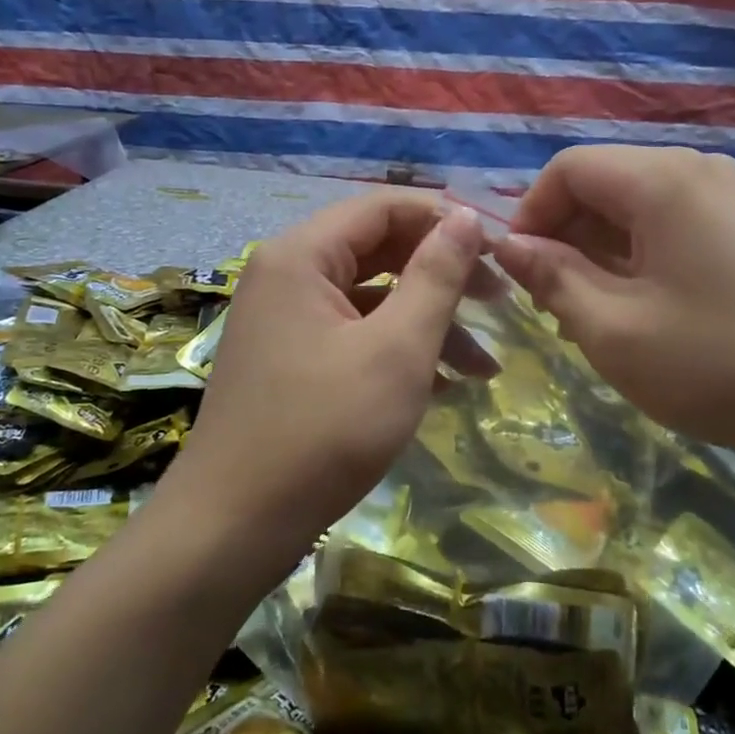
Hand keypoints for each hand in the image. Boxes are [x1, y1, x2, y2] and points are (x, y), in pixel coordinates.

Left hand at [176, 191, 487, 561]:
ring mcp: (286, 321)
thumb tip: (465, 217)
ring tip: (483, 367)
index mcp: (302, 255)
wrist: (234, 526)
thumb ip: (435, 276)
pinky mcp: (291, 361)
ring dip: (428, 324)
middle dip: (442, 275)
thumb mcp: (396, 349)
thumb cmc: (323, 430)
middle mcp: (287, 275)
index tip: (498, 250)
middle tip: (500, 301)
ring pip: (371, 299)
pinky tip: (443, 386)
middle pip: (378, 250)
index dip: (444, 220)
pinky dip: (397, 351)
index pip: (384, 207)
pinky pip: (353, 335)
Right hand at [492, 145, 734, 473]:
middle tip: (555, 305)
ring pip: (640, 210)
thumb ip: (552, 279)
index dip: (529, 214)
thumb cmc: (722, 364)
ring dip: (603, 254)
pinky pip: (678, 228)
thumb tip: (508, 246)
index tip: (518, 273)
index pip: (568, 168)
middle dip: (566, 238)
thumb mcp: (615, 330)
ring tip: (598, 317)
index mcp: (662, 180)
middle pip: (605, 184)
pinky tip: (650, 315)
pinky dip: (644, 261)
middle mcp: (700, 171)